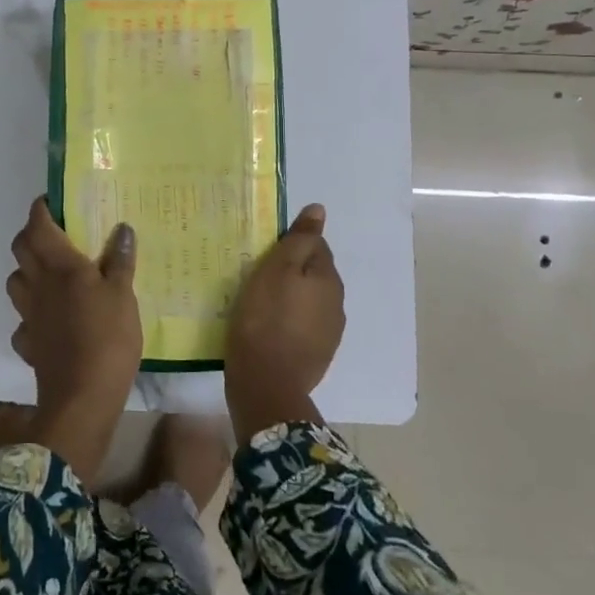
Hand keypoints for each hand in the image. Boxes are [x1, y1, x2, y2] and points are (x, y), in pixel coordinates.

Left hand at [5, 197, 140, 483]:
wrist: (82, 400)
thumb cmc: (107, 339)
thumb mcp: (124, 296)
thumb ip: (120, 261)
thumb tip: (122, 229)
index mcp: (60, 266)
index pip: (38, 225)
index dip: (41, 209)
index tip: (53, 201)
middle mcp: (38, 285)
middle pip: (21, 249)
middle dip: (32, 235)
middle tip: (57, 234)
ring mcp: (29, 315)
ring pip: (17, 281)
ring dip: (28, 271)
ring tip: (53, 274)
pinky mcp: (29, 343)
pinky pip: (24, 319)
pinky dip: (34, 313)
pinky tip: (51, 319)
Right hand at [223, 204, 344, 442]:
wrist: (266, 383)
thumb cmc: (265, 317)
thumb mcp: (276, 268)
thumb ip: (299, 239)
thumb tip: (319, 210)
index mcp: (328, 278)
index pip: (315, 247)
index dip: (290, 246)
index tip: (265, 254)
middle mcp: (337, 304)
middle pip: (313, 275)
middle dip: (291, 272)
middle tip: (258, 277)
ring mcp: (329, 333)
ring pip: (309, 302)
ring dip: (291, 299)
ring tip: (261, 304)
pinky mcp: (317, 356)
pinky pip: (303, 327)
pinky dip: (289, 323)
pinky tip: (268, 329)